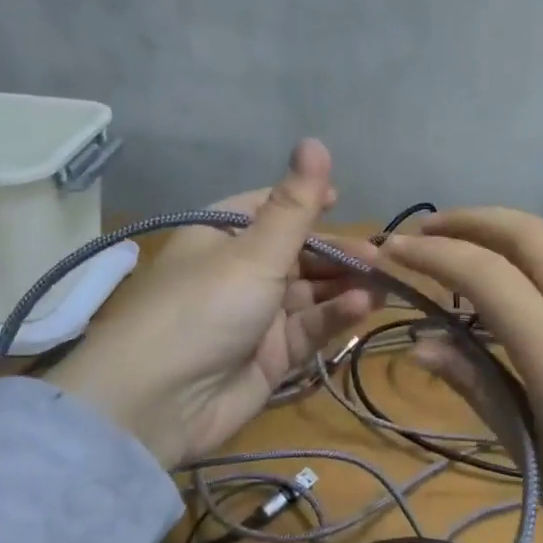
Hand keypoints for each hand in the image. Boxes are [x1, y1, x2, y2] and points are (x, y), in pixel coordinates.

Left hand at [46, 140, 377, 466]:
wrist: (159, 403)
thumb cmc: (206, 306)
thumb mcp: (255, 251)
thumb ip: (296, 204)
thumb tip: (315, 140)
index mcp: (224, 235)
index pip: (271, 208)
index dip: (307, 204)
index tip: (343, 201)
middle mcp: (240, 271)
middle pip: (300, 253)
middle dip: (340, 253)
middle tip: (382, 257)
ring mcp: (257, 315)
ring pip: (311, 292)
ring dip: (345, 286)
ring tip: (383, 282)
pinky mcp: (272, 355)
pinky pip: (309, 327)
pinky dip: (334, 316)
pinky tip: (361, 308)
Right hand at [380, 209, 542, 542]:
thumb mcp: (527, 448)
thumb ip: (475, 383)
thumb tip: (419, 344)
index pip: (484, 273)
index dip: (431, 255)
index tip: (391, 253)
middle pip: (522, 231)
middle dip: (466, 220)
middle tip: (421, 235)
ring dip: (496, 232)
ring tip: (455, 251)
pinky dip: (526, 254)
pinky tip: (507, 281)